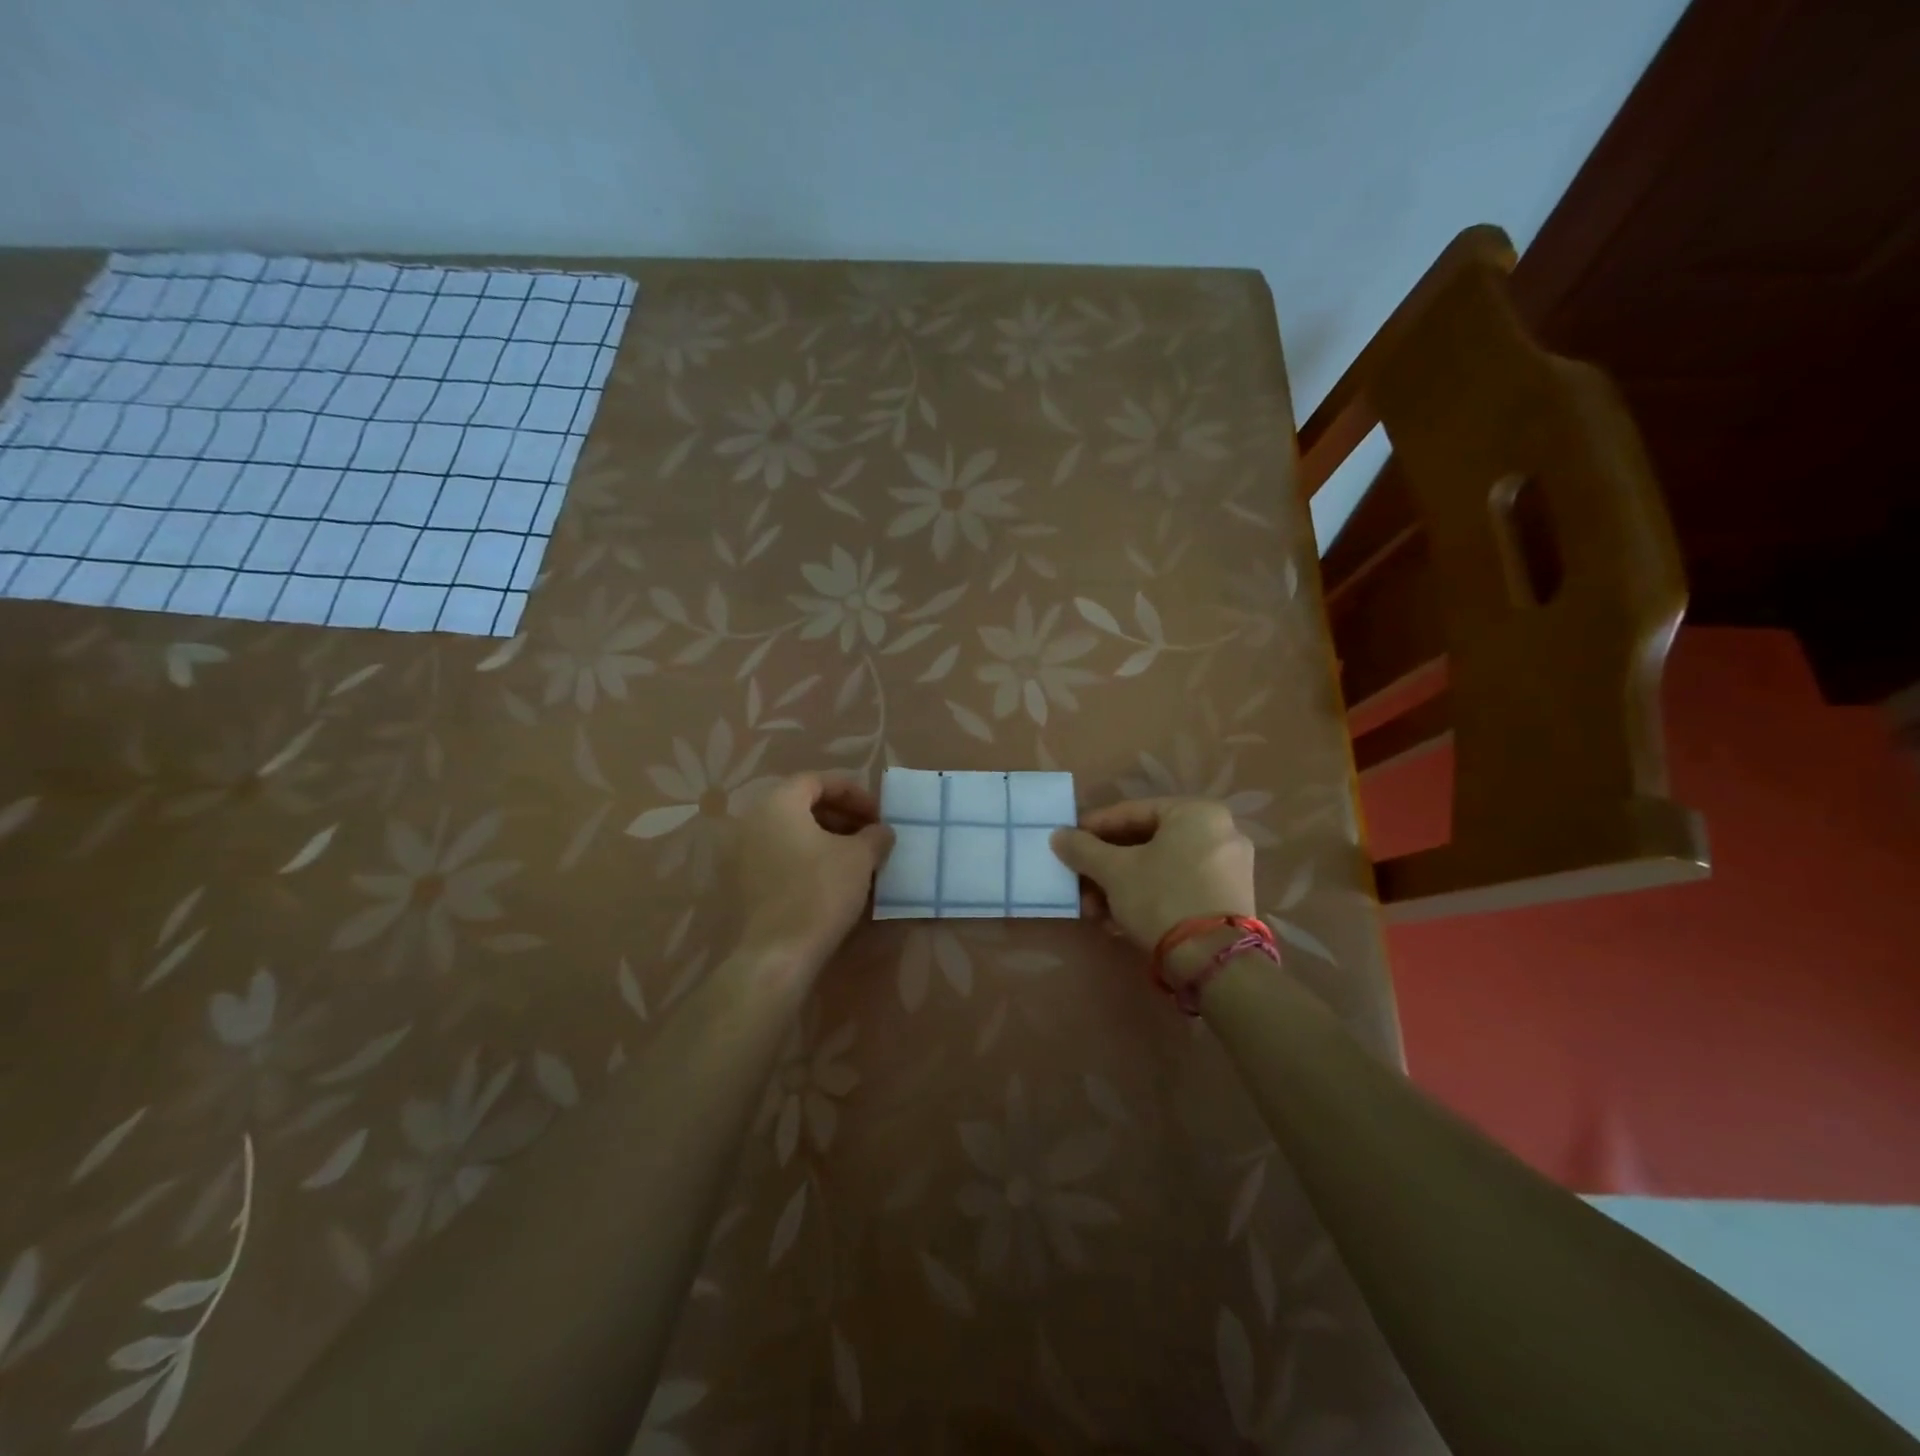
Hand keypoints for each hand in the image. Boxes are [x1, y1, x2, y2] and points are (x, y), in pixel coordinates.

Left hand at [737, 774, 894, 960]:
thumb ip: (875, 836)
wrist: (777, 955)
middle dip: (841, 815)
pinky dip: (808, 858)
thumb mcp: (860, 858)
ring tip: (857, 857)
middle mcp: (753, 821)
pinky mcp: (744, 883)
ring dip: (826, 838)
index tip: (878, 814)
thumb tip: (882, 831)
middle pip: (802, 804)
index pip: (817, 780)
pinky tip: (834, 879)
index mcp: (778, 804)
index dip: (852, 793)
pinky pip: (780, 856)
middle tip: (869, 834)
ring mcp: (743, 854)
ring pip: (791, 832)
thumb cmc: (820, 893)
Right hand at [1051, 798, 1256, 968]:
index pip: (1132, 812)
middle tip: (1079, 882)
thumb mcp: (1114, 871)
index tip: (1068, 843)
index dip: (1093, 828)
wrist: (1213, 961)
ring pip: (1160, 869)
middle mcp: (1220, 832)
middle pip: (1146, 843)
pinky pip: (1178, 888)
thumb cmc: (1161, 898)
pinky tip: (1119, 922)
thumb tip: (1058, 835)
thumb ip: (1083, 848)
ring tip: (1094, 911)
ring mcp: (1229, 868)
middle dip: (1106, 867)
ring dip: (1121, 887)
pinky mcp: (1229, 901)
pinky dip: (1148, 899)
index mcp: (1196, 813)